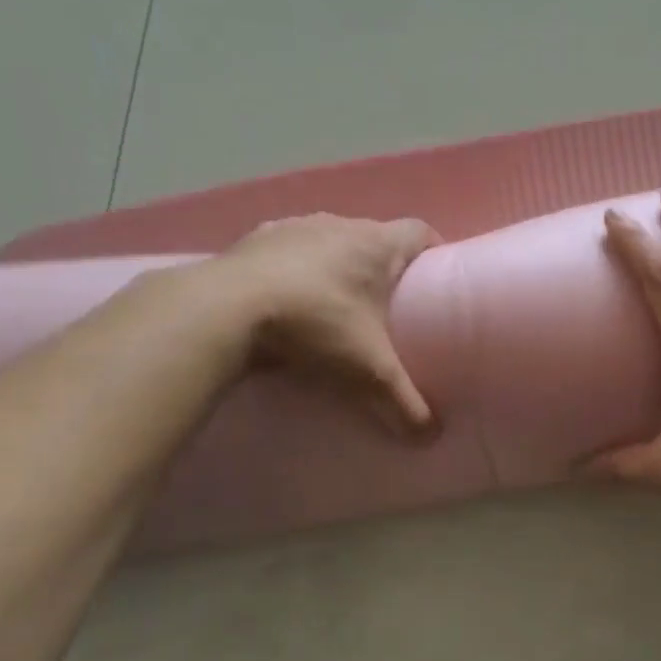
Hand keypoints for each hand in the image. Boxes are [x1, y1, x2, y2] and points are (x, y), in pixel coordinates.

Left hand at [216, 213, 439, 436]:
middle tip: (389, 306)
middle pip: (375, 237)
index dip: (434, 252)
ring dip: (338, 266)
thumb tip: (431, 437)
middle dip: (384, 267)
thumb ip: (404, 403)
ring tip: (337, 305)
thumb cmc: (315, 326)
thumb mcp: (368, 371)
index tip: (435, 280)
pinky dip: (296, 271)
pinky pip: (288, 251)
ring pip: (330, 241)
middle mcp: (338, 224)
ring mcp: (293, 227)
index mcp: (375, 243)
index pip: (420, 232)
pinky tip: (289, 302)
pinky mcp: (256, 239)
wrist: (225, 310)